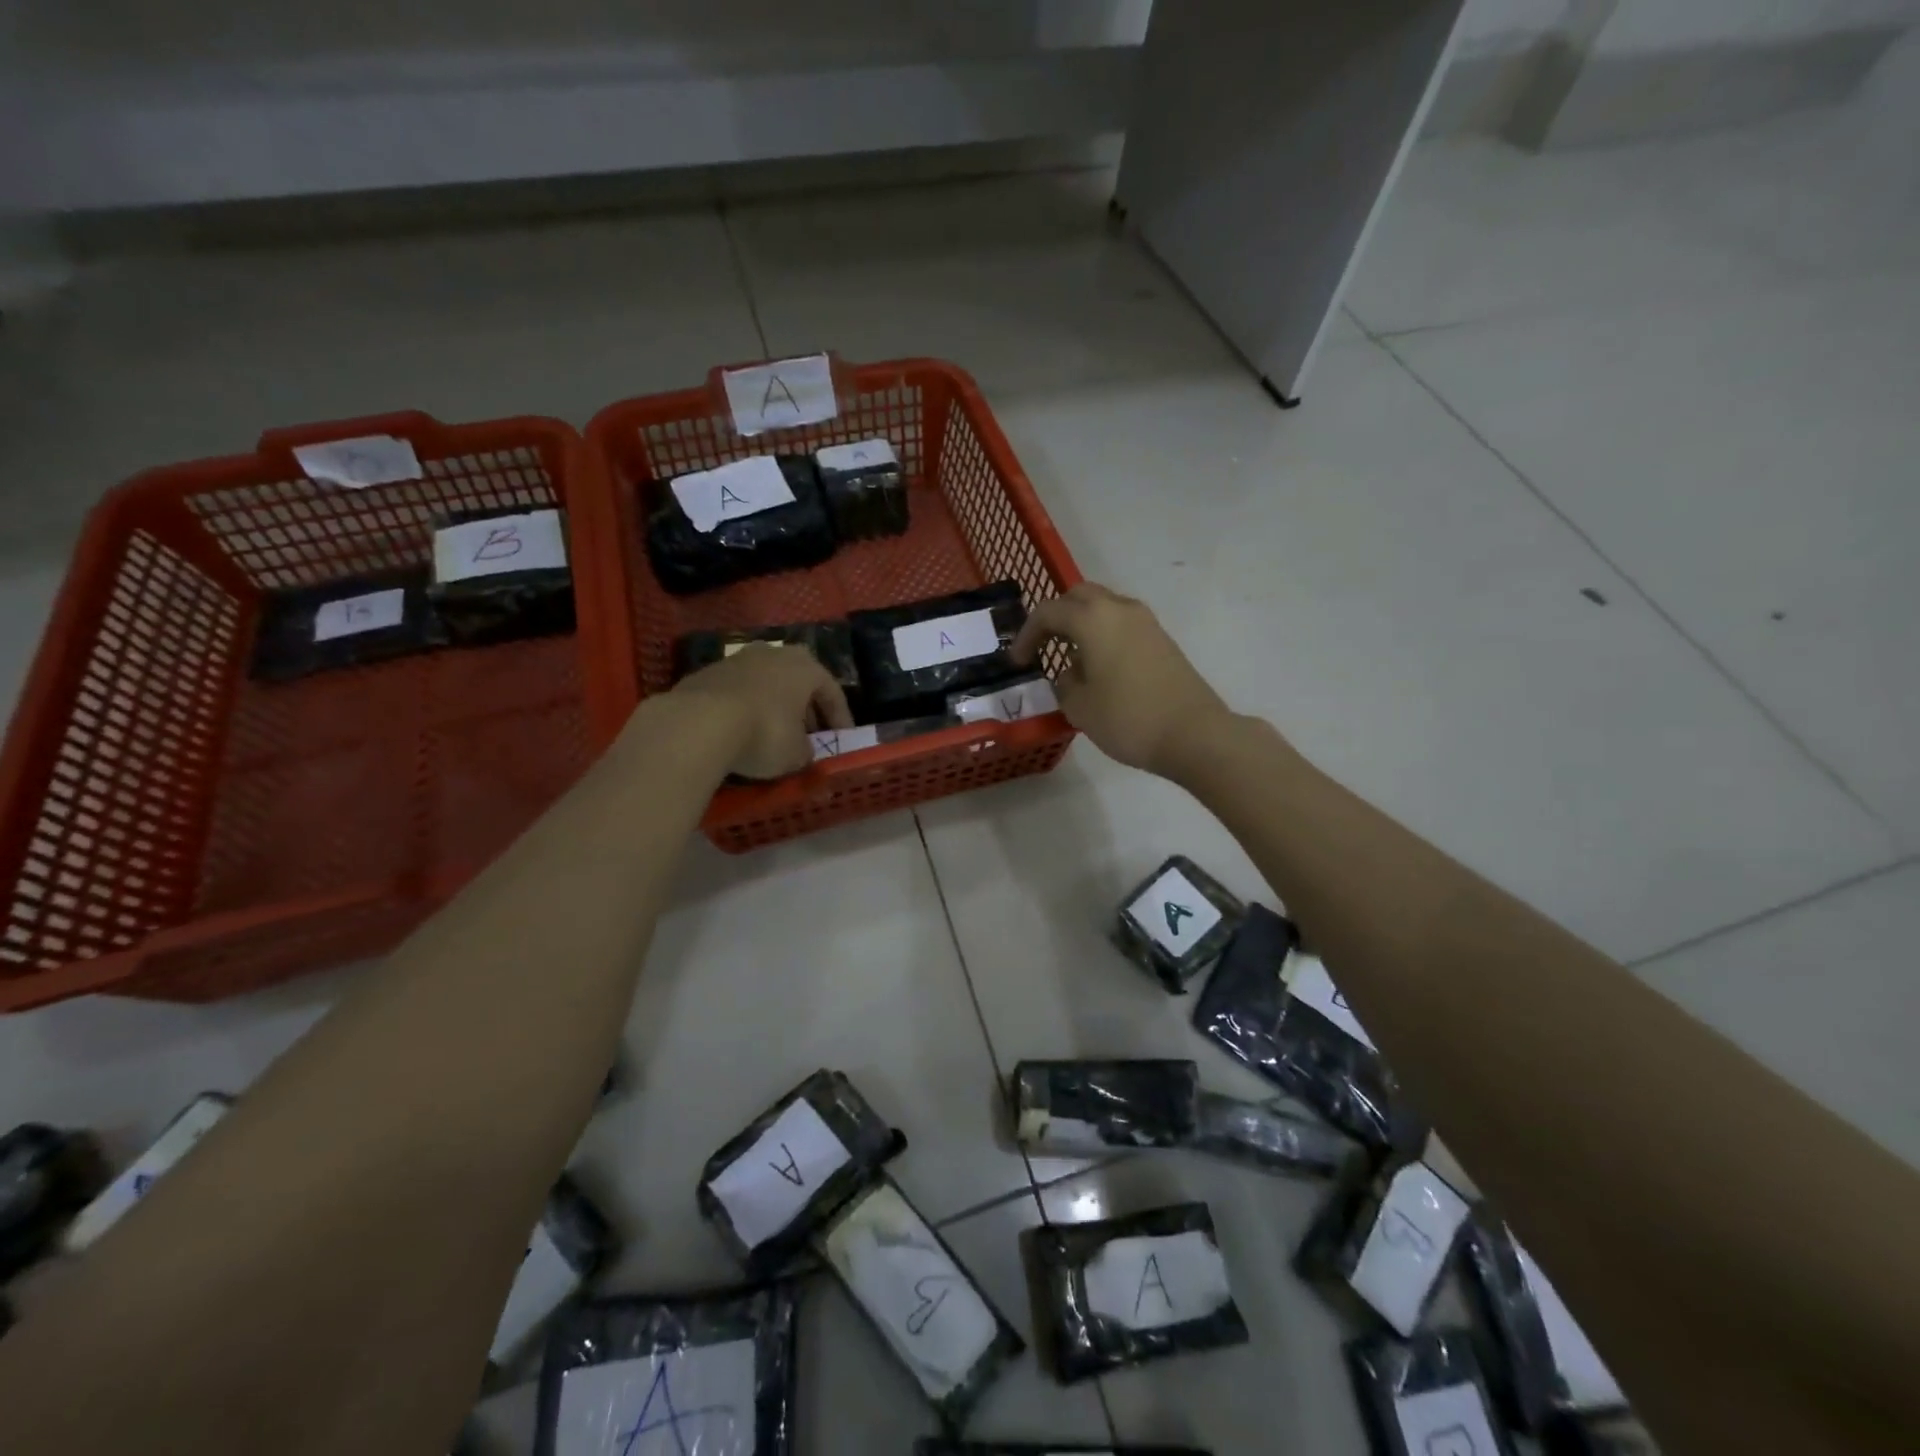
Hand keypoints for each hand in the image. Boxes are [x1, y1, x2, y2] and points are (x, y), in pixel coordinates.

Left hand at [668, 644, 853, 779]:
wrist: (698, 723)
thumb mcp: (796, 754)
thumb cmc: (765, 734)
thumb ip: (806, 750)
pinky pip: (737, 691)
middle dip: (806, 706)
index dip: (840, 718)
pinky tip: (741, 730)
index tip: (842, 739)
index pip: (832, 691)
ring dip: (774, 704)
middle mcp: (775, 654)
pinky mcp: (707, 672)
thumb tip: (802, 750)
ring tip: (774, 730)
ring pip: (766, 682)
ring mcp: (737, 659)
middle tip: (810, 732)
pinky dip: (745, 707)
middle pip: (798, 680)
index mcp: (806, 667)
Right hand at [1011, 582, 1233, 776]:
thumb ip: (1065, 683)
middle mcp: (1119, 609)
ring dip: (1082, 624)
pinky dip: (1104, 635)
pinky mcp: (1162, 639)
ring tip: (1071, 659)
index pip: (1048, 612)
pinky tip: (1100, 668)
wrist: (1194, 734)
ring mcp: (1146, 622)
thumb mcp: (1080, 707)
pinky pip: (1122, 624)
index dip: (1027, 634)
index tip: (1018, 661)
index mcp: (1093, 618)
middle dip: (1056, 617)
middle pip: (1079, 597)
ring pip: (1104, 608)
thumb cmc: (1128, 718)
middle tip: (1043, 646)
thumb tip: (1071, 672)